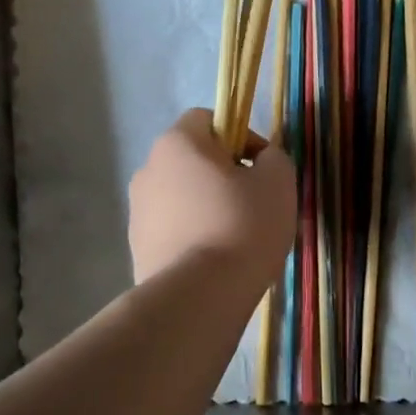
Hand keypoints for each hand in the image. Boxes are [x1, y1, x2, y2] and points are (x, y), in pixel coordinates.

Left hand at [129, 110, 296, 287]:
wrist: (198, 295)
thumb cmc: (242, 226)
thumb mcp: (278, 182)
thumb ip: (274, 158)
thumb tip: (261, 160)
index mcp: (177, 143)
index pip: (206, 118)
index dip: (240, 135)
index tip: (262, 168)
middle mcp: (148, 170)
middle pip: (192, 161)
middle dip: (223, 176)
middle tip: (254, 204)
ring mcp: (137, 211)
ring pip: (182, 198)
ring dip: (207, 208)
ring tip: (236, 239)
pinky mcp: (138, 248)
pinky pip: (173, 231)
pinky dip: (193, 237)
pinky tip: (215, 262)